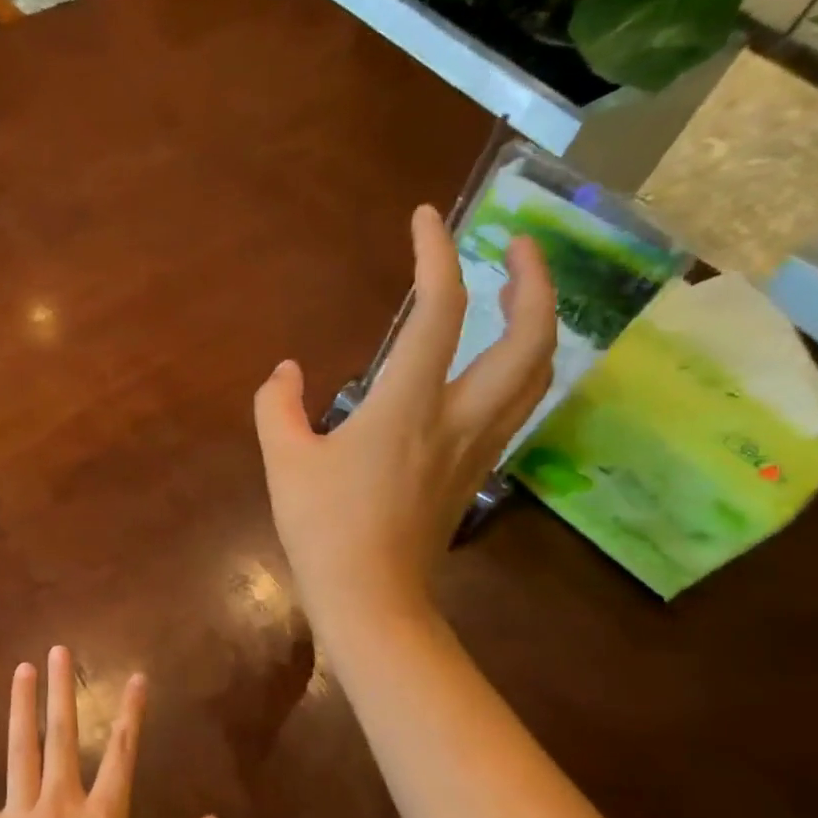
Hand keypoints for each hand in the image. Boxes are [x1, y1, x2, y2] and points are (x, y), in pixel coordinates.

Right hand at [253, 205, 554, 633]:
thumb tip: (286, 372)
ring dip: (540, 322)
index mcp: (407, 405)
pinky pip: (518, 404)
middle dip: (534, 281)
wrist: (371, 598)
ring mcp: (478, 446)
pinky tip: (499, 363)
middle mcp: (459, 416)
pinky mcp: (478, 471)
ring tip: (521, 295)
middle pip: (530, 338)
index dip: (437, 256)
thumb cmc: (323, 528)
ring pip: (537, 373)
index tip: (427, 219)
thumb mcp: (284, 461)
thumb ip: (277, 406)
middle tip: (517, 246)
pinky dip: (522, 366)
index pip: (439, 312)